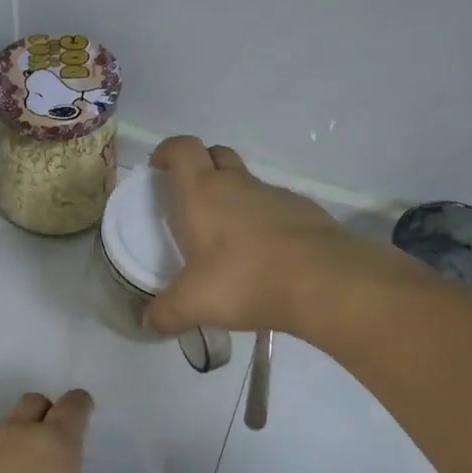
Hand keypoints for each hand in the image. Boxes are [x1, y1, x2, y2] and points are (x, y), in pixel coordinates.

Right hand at [144, 136, 356, 334]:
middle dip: (200, 166)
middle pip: (215, 153)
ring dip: (233, 196)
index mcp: (202, 193)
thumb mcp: (193, 303)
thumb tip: (149, 323)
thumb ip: (166, 313)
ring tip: (228, 237)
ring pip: (247, 181)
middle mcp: (238, 184)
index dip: (167, 152)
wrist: (322, 281)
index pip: (181, 149)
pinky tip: (265, 254)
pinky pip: (276, 207)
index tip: (158, 169)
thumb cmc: (244, 280)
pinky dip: (264, 220)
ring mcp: (275, 195)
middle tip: (190, 199)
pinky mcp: (305, 211)